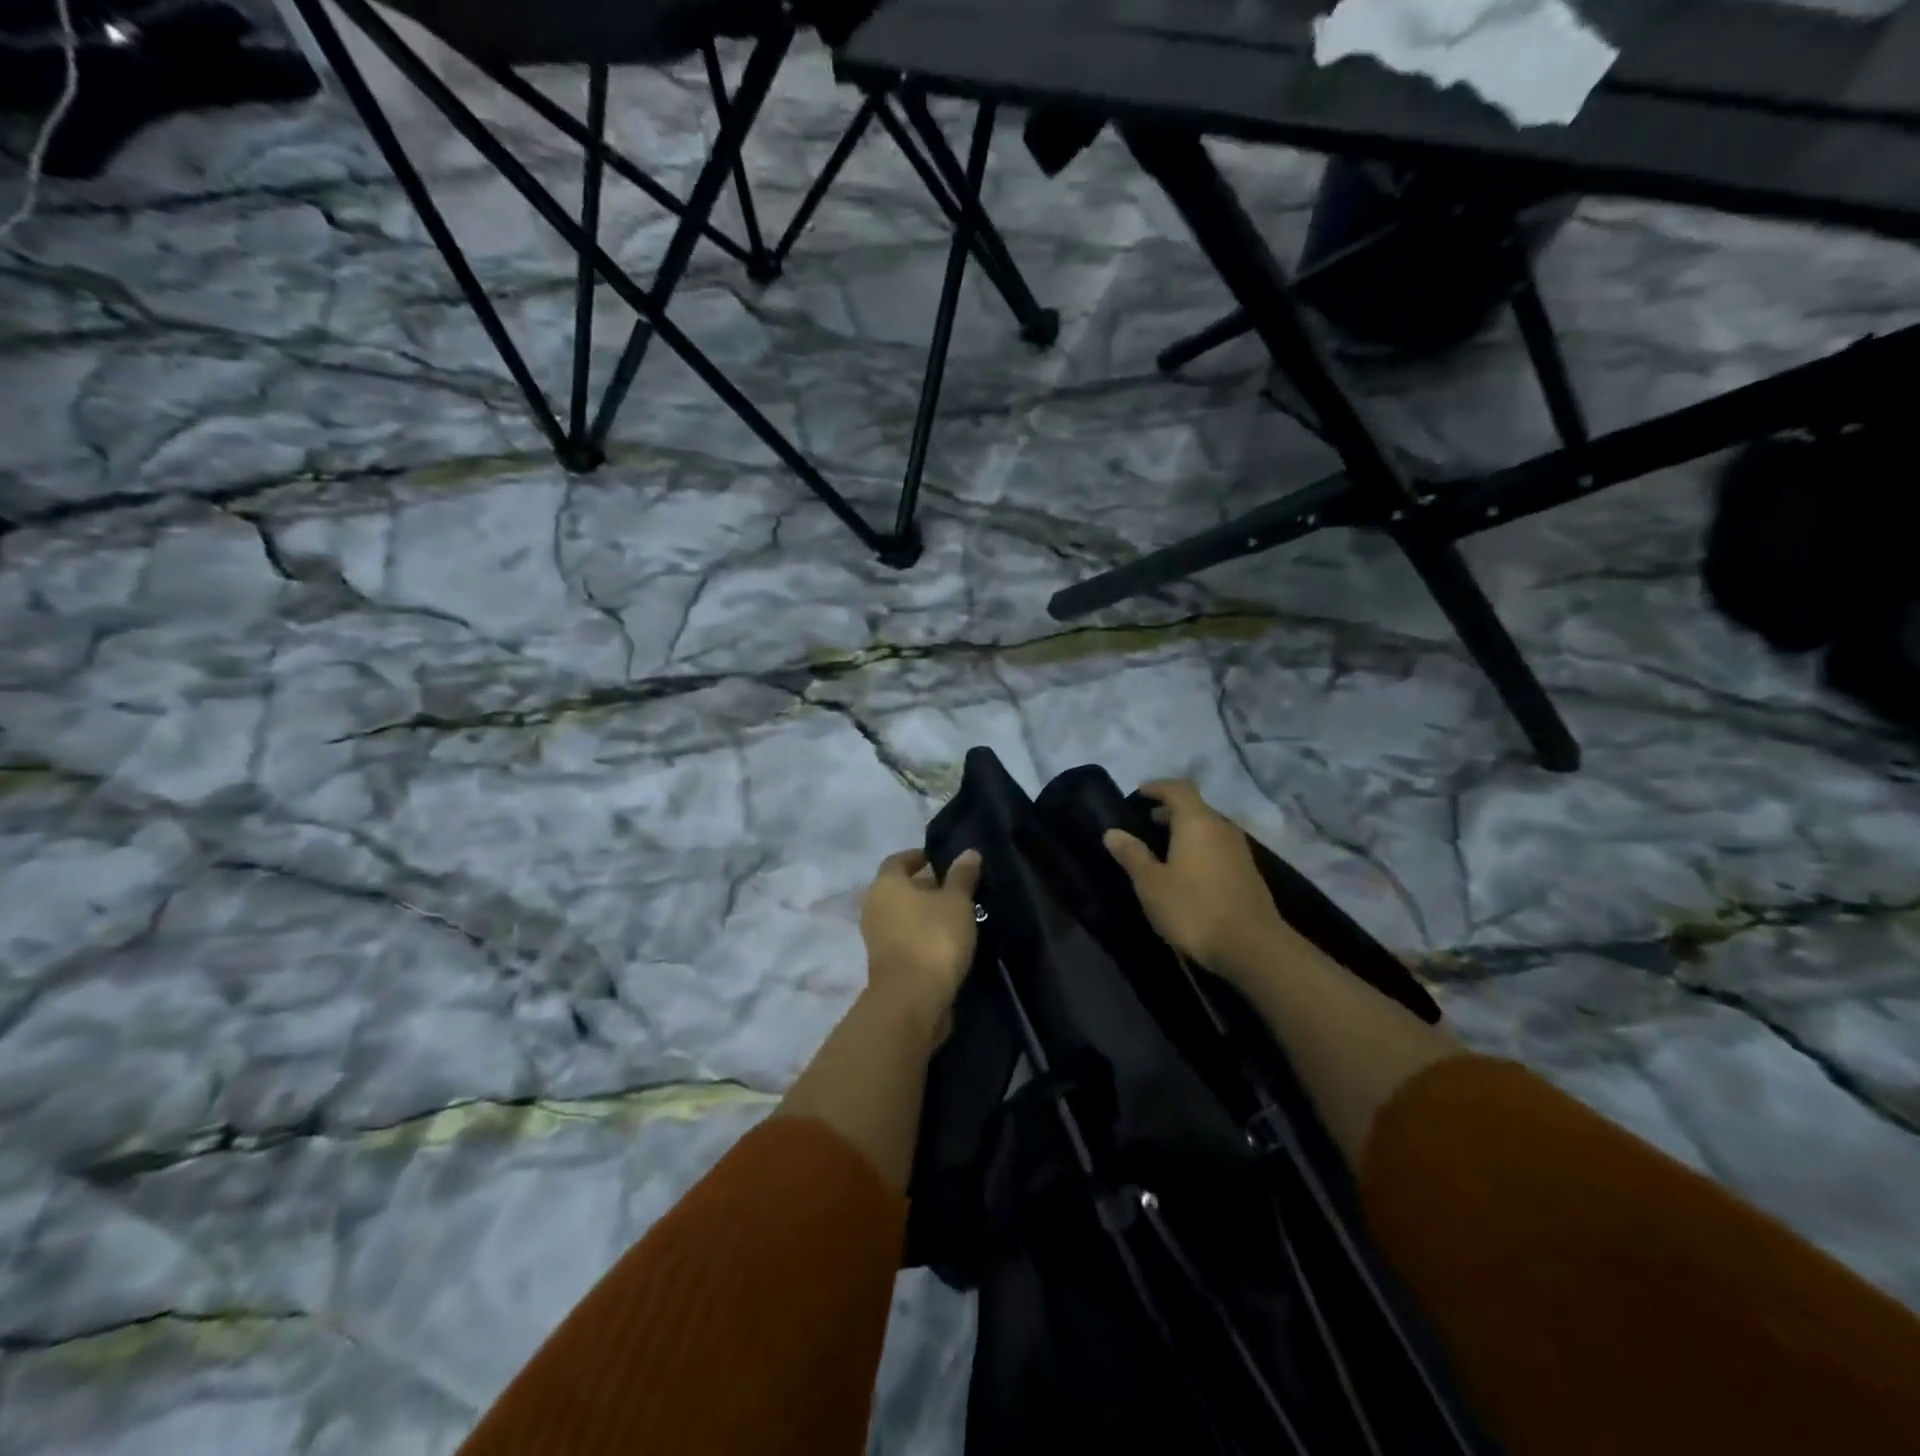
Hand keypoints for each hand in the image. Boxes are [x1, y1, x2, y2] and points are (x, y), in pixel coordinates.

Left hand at [858, 848, 982, 1041]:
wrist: (911, 999)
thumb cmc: (933, 938)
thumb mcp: (956, 902)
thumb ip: (962, 876)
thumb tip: (969, 852)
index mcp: (886, 885)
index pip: (898, 860)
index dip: (918, 857)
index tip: (939, 859)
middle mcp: (874, 907)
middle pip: (900, 889)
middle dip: (926, 887)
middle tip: (956, 889)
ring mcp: (876, 938)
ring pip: (903, 916)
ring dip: (925, 914)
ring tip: (957, 916)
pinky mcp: (885, 964)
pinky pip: (905, 939)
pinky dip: (923, 935)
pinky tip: (948, 941)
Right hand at [1103, 780, 1290, 977]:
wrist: (1252, 947)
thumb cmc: (1194, 909)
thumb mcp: (1151, 884)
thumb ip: (1132, 855)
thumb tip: (1112, 832)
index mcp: (1197, 822)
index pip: (1178, 789)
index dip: (1157, 787)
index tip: (1139, 793)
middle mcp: (1221, 828)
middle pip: (1195, 808)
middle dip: (1171, 811)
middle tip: (1147, 822)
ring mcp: (1239, 851)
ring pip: (1208, 829)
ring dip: (1186, 831)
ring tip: (1164, 848)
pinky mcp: (1248, 873)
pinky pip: (1218, 848)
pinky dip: (1199, 848)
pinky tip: (1187, 872)